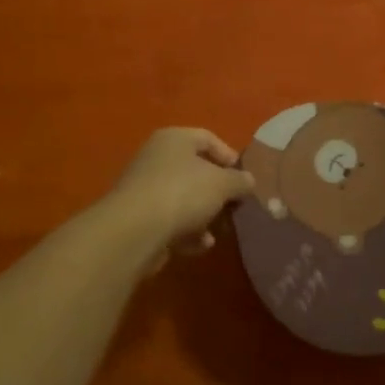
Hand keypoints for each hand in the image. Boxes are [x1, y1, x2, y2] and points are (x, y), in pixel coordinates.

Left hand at [103, 127, 255, 271]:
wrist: (135, 231)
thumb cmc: (183, 193)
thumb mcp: (222, 184)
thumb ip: (240, 181)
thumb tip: (249, 181)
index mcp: (174, 139)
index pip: (208, 139)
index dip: (230, 157)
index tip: (245, 179)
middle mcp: (157, 158)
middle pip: (196, 171)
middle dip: (218, 192)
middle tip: (235, 207)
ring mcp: (145, 188)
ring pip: (184, 198)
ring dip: (204, 216)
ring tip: (219, 231)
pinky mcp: (139, 217)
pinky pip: (170, 220)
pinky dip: (187, 232)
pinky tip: (199, 246)